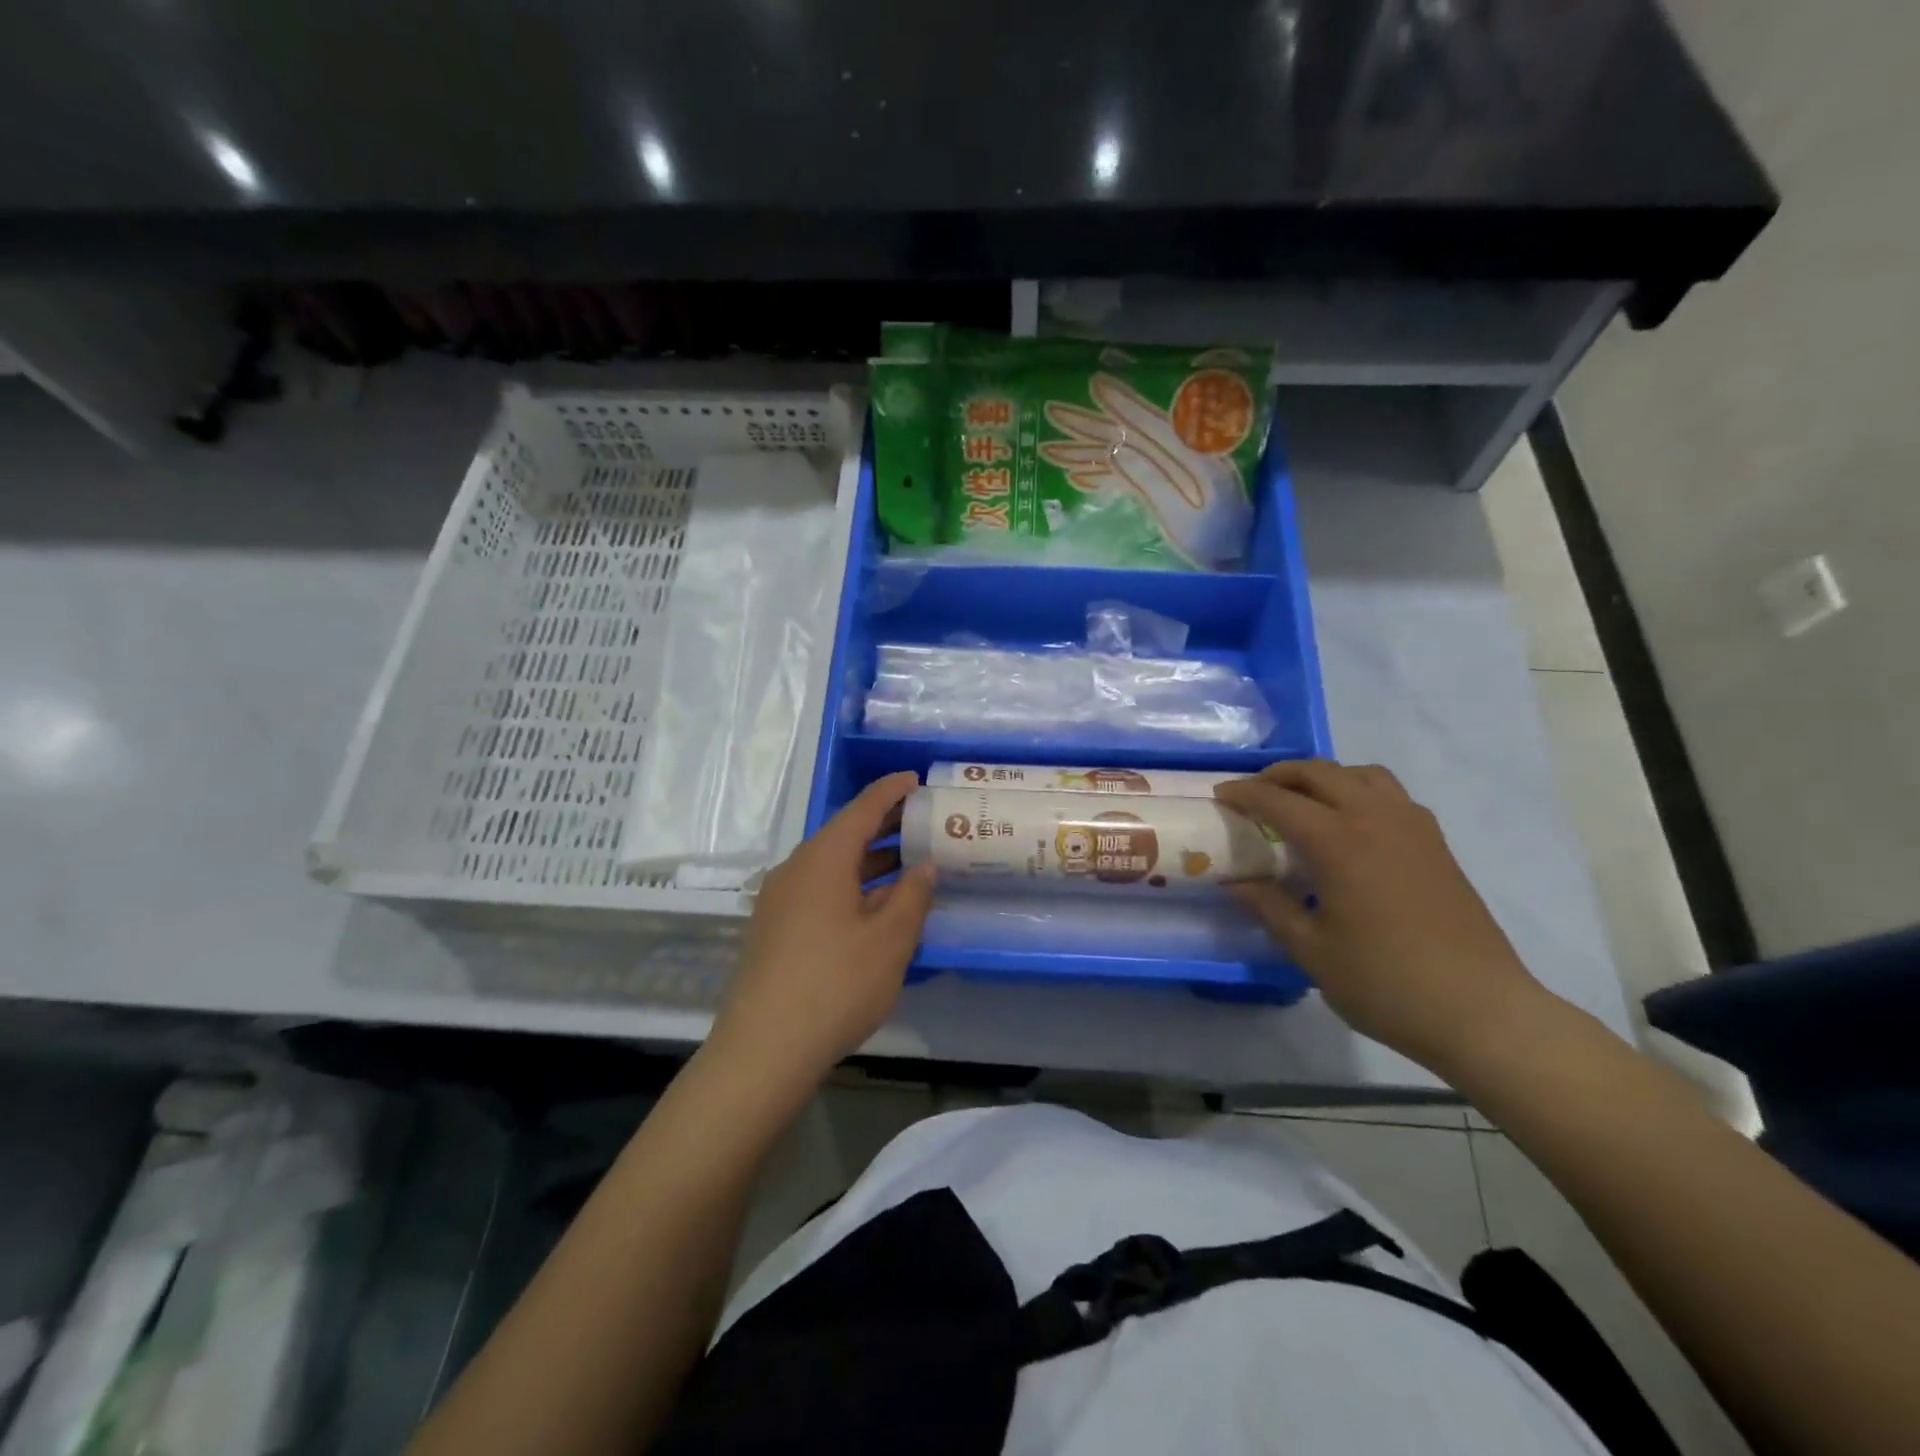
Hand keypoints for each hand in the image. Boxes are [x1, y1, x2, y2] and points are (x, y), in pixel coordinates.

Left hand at [710, 772, 935, 1093]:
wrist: (764, 1049)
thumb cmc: (836, 985)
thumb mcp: (890, 940)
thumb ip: (912, 896)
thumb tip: (923, 866)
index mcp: (823, 859)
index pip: (862, 809)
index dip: (891, 791)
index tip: (915, 778)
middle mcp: (796, 869)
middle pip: (844, 834)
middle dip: (883, 826)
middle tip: (922, 821)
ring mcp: (780, 900)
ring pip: (831, 866)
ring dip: (869, 861)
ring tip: (908, 864)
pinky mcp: (774, 929)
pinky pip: (819, 890)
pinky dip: (851, 887)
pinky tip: (874, 908)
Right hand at [1216, 761, 1552, 1076]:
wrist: (1481, 1010)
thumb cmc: (1385, 983)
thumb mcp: (1311, 951)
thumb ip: (1270, 908)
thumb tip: (1236, 882)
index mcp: (1339, 843)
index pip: (1279, 801)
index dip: (1244, 794)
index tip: (1220, 796)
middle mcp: (1375, 819)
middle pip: (1320, 773)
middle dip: (1280, 775)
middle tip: (1254, 794)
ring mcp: (1412, 827)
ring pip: (1361, 774)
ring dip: (1324, 777)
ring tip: (1303, 801)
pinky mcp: (1436, 843)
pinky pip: (1390, 794)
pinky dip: (1358, 790)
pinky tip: (1350, 825)